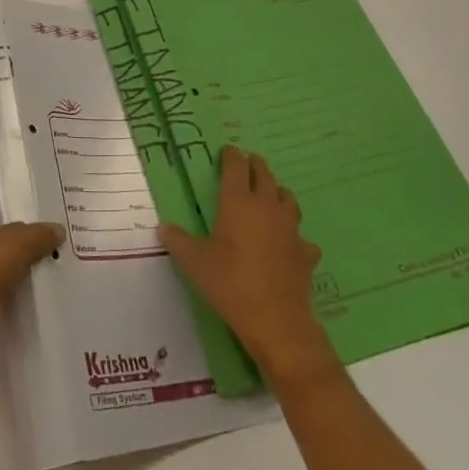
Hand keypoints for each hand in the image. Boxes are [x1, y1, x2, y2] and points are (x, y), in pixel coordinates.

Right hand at [160, 146, 335, 385]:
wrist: (275, 318)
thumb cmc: (229, 282)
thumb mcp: (194, 262)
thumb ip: (177, 241)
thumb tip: (163, 227)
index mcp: (238, 202)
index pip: (236, 166)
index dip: (231, 155)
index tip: (227, 151)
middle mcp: (266, 207)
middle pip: (264, 174)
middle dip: (255, 166)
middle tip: (247, 164)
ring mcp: (290, 228)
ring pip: (287, 198)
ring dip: (277, 192)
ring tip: (269, 196)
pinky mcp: (305, 252)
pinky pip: (302, 236)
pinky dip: (294, 235)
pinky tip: (289, 244)